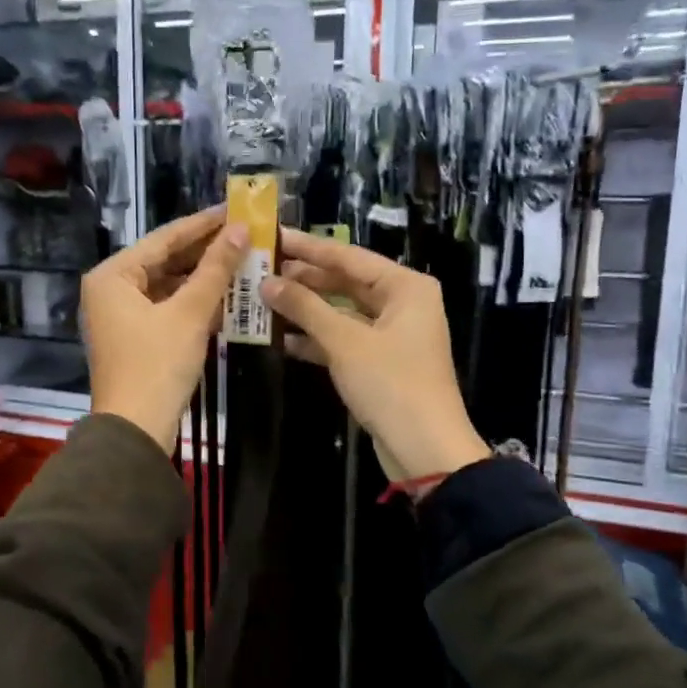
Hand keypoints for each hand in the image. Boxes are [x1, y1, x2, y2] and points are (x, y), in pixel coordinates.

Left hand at [81, 208, 245, 452]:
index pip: (164, 238)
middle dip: (206, 252)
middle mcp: (111, 289)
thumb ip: (215, 269)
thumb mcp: (189, 314)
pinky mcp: (135, 337)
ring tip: (243, 261)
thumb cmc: (157, 365)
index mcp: (113, 275)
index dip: (203, 224)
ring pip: (169, 285)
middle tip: (245, 235)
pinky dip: (194, 303)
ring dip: (204, 278)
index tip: (235, 209)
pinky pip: (168, 308)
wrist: (136, 431)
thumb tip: (240, 230)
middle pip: (165, 260)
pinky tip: (227, 296)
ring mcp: (121, 315)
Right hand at [260, 228, 490, 482]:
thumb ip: (305, 307)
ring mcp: (391, 334)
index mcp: (405, 287)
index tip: (273, 237)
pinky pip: (344, 339)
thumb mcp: (344, 341)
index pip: (349, 256)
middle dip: (305, 279)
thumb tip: (266, 282)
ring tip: (263, 300)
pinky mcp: (380, 362)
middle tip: (261, 269)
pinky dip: (317, 338)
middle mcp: (402, 303)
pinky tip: (283, 338)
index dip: (308, 248)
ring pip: (342, 312)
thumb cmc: (390, 384)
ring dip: (306, 310)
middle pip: (346, 282)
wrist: (425, 449)